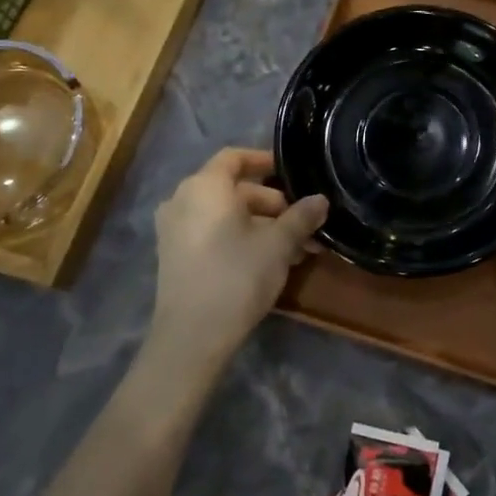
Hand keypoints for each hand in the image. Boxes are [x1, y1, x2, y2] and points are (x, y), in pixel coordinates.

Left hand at [150, 148, 327, 371]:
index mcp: (204, 187)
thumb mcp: (278, 244)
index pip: (235, 157)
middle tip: (305, 223)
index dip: (264, 160)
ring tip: (297, 248)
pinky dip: (241, 237)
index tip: (292, 171)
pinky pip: (213, 232)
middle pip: (234, 189)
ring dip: (262, 225)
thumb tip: (321, 200)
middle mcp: (183, 200)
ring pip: (226, 215)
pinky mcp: (175, 256)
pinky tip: (272, 260)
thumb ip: (301, 217)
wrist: (191, 337)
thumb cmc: (237, 276)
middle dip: (274, 204)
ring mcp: (174, 230)